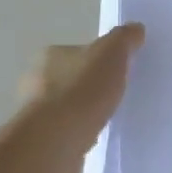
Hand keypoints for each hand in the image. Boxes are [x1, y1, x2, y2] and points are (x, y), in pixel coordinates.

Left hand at [13, 24, 144, 172]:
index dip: (99, 59)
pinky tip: (95, 139)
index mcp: (50, 56)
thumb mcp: (112, 53)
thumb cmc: (81, 90)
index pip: (78, 52)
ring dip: (84, 113)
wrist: (56, 143)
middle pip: (72, 79)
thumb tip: (135, 29)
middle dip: (91, 87)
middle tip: (117, 95)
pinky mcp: (41, 143)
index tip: (118, 71)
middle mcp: (36, 82)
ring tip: (109, 119)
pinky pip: (66, 134)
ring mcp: (36, 115)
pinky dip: (79, 135)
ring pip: (67, 109)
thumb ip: (124, 39)